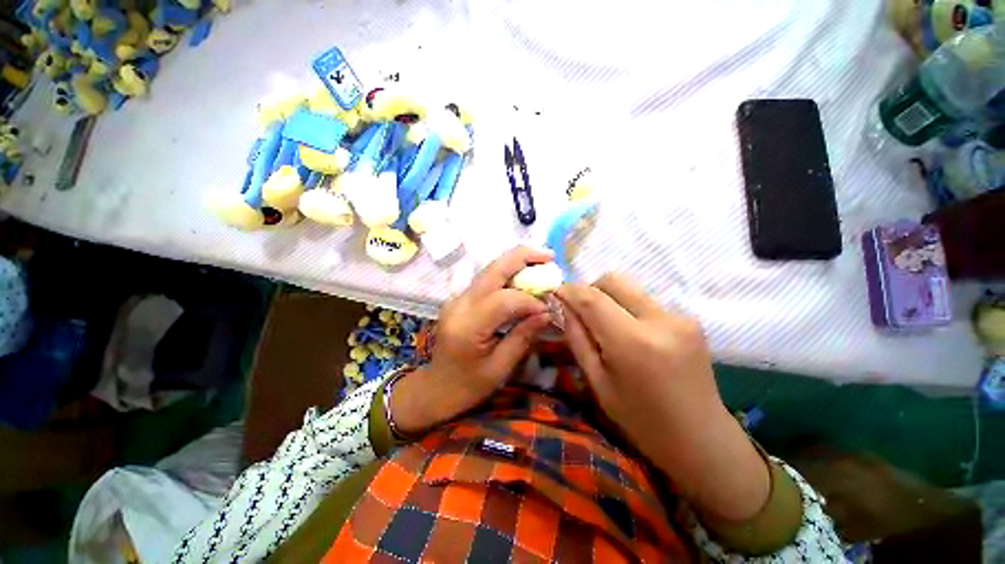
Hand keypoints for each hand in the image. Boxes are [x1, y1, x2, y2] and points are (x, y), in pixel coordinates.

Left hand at [392, 247, 553, 433]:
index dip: (530, 300)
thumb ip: (523, 336)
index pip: (504, 300)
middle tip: (549, 256)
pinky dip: (508, 275)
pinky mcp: (460, 299)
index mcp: (468, 326)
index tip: (549, 308)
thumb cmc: (468, 386)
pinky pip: (487, 281)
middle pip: (493, 270)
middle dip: (523, 258)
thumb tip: (547, 312)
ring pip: (490, 271)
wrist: (436, 388)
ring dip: (516, 264)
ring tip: (541, 265)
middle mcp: (459, 304)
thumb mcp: (500, 367)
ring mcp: (457, 299)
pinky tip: (523, 279)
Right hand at [557, 274, 768, 521]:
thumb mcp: (597, 382)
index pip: (592, 298)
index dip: (570, 290)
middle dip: (590, 289)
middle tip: (580, 310)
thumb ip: (577, 338)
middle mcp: (659, 320)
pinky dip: (629, 309)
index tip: (556, 293)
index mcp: (631, 342)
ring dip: (610, 299)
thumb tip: (563, 306)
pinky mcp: (690, 319)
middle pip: (613, 280)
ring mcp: (679, 317)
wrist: (701, 438)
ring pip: (630, 289)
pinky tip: (631, 334)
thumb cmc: (640, 419)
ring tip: (606, 325)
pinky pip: (646, 302)